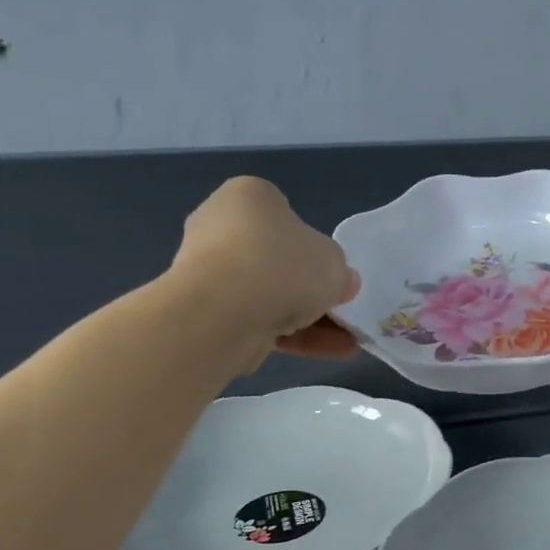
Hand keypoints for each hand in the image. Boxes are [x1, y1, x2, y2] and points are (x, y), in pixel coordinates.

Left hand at [172, 176, 359, 366]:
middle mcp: (219, 227)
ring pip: (268, 295)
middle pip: (277, 260)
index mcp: (248, 196)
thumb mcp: (334, 261)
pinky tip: (328, 352)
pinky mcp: (205, 312)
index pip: (286, 216)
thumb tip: (340, 284)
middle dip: (308, 288)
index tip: (332, 271)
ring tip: (345, 343)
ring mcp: (207, 272)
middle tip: (339, 308)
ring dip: (308, 319)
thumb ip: (340, 271)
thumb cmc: (282, 264)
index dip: (314, 246)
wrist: (223, 313)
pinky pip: (257, 321)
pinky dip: (291, 336)